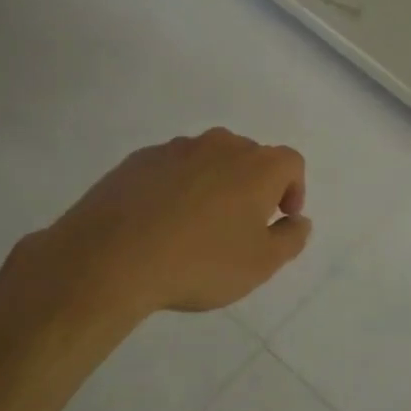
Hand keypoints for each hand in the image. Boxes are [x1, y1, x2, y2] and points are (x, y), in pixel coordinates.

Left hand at [42, 129, 310, 314]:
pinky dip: (177, 186)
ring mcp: (176, 149)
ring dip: (214, 184)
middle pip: (249, 156)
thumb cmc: (199, 262)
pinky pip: (172, 168)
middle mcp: (220, 145)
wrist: (111, 257)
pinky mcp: (139, 160)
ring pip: (208, 159)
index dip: (293, 189)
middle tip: (241, 225)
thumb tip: (299, 220)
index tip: (279, 218)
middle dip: (254, 185)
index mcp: (257, 166)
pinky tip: (162, 221)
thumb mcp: (260, 264)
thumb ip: (290, 239)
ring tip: (198, 224)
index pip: (290, 163)